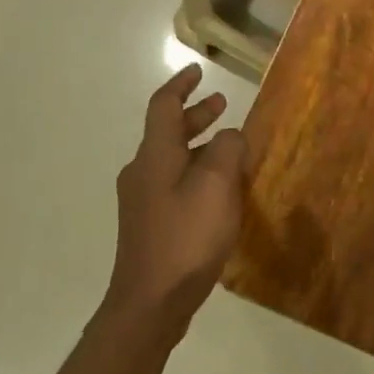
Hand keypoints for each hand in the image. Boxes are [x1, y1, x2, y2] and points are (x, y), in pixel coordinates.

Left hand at [106, 65, 248, 339]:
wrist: (150, 303)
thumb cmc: (186, 237)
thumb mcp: (217, 186)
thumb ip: (228, 150)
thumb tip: (230, 137)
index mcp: (155, 155)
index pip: (164, 106)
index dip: (181, 85)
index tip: (198, 70)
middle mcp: (142, 171)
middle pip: (168, 132)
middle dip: (196, 115)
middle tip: (222, 105)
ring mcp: (142, 201)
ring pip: (172, 159)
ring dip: (199, 146)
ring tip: (230, 148)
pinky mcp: (150, 225)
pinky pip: (174, 184)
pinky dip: (196, 173)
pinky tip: (219, 191)